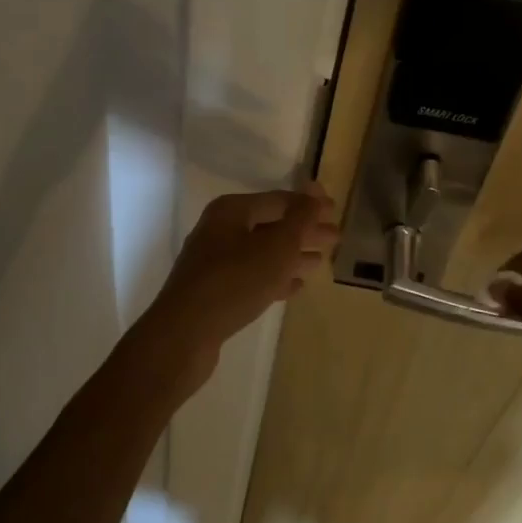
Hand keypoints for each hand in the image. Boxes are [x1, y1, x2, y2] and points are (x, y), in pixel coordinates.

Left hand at [138, 183, 338, 395]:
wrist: (184, 334)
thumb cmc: (235, 281)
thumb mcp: (276, 246)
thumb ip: (300, 217)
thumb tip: (316, 188)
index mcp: (232, 211)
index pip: (279, 200)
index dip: (309, 206)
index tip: (336, 212)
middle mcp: (220, 229)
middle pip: (271, 225)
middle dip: (304, 231)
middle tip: (335, 239)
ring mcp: (214, 261)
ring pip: (262, 252)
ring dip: (292, 255)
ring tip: (320, 262)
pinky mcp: (214, 290)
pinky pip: (252, 276)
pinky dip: (275, 277)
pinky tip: (295, 287)